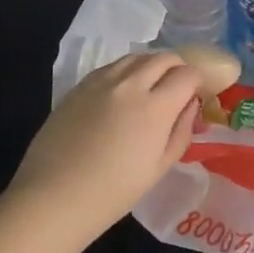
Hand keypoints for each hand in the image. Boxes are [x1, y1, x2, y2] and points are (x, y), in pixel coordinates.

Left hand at [4, 51, 201, 248]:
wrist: (54, 195)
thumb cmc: (113, 192)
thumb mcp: (159, 168)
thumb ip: (181, 131)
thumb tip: (190, 105)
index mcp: (155, 106)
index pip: (188, 74)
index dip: (199, 81)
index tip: (198, 94)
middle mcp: (130, 84)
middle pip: (164, 58)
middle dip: (178, 68)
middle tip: (179, 87)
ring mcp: (102, 80)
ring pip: (136, 57)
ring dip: (152, 65)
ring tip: (151, 86)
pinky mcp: (80, 85)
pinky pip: (112, 66)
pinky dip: (127, 71)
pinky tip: (123, 91)